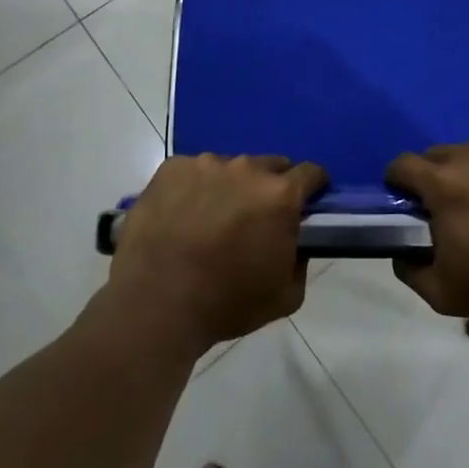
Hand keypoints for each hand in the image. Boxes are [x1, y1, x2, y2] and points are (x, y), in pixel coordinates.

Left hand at [108, 154, 326, 351]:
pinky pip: (192, 171)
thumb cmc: (227, 303)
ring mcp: (206, 164)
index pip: (311, 173)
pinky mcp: (171, 168)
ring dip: (230, 187)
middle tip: (255, 218)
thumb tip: (294, 241)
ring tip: (210, 219)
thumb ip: (300, 260)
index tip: (304, 204)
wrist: (156, 303)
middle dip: (270, 187)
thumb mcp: (286, 295)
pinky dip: (194, 188)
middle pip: (270, 166)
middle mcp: (246, 168)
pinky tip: (181, 216)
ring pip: (230, 168)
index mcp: (280, 195)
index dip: (312, 188)